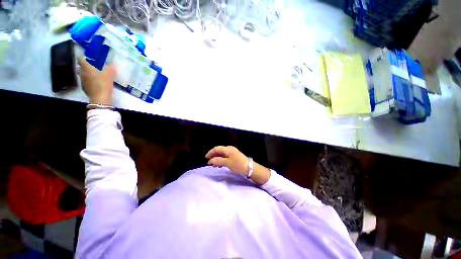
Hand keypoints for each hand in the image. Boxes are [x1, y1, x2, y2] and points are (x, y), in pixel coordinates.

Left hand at [78, 56, 115, 105]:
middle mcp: (82, 73)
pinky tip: (96, 84)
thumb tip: (111, 65)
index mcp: (86, 67)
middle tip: (95, 67)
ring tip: (97, 76)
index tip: (88, 57)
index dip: (83, 57)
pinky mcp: (85, 88)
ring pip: (84, 75)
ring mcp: (82, 81)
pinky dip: (90, 81)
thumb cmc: (103, 83)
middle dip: (87, 66)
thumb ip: (110, 69)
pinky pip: (86, 82)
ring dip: (89, 74)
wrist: (100, 98)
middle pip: (82, 67)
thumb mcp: (109, 75)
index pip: (80, 58)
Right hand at [205, 146, 248, 174]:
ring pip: (222, 154)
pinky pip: (225, 157)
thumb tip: (210, 161)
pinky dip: (221, 160)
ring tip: (214, 165)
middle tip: (209, 162)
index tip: (206, 158)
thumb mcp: (227, 163)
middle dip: (213, 156)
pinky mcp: (234, 156)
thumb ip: (218, 161)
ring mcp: (232, 152)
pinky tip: (220, 165)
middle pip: (219, 151)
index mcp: (228, 149)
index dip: (210, 152)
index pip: (217, 149)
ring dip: (217, 158)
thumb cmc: (238, 164)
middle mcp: (230, 149)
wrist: (249, 167)